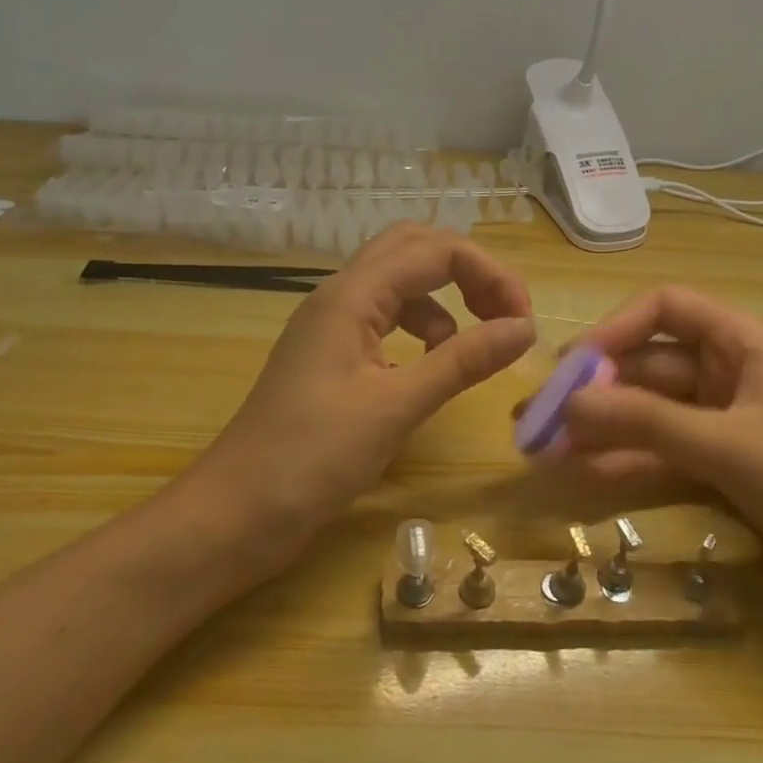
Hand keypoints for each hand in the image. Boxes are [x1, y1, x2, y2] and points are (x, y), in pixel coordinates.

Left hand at [198, 225, 534, 551]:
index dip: (489, 274)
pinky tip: (430, 367)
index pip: (435, 251)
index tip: (524, 322)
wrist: (237, 513)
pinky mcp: (332, 356)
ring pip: (399, 283)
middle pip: (413, 249)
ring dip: (444, 300)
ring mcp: (332, 326)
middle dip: (467, 271)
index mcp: (351, 296)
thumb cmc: (313, 458)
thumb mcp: (396, 407)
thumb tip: (525, 329)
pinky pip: (385, 319)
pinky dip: (420, 329)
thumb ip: (462, 361)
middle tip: (504, 315)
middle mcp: (340, 296)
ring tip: (471, 346)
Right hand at [562, 286, 762, 632]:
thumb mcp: (730, 448)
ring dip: (602, 428)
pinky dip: (627, 462)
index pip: (665, 308)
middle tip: (537, 420)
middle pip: (649, 365)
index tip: (571, 368)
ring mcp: (729, 425)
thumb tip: (563, 405)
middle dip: (595, 389)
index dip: (614, 329)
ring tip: (545, 451)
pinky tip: (585, 476)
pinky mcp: (728, 471)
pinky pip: (665, 454)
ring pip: (651, 413)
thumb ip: (645, 422)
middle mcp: (732, 375)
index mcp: (745, 344)